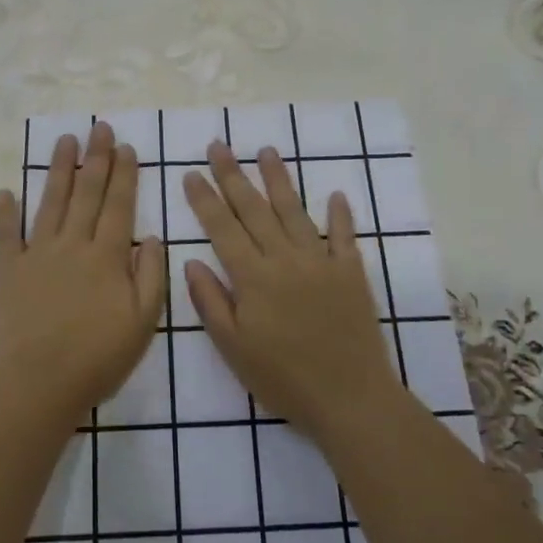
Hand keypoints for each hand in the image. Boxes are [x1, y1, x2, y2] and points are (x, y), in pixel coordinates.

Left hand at [0, 121, 166, 421]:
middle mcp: (72, 244)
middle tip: (99, 127)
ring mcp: (37, 254)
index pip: (119, 205)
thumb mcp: (144, 320)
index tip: (126, 147)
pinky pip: (6, 234)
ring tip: (65, 141)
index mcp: (107, 256)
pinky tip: (6, 191)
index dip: (124, 174)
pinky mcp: (8, 270)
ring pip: (51, 202)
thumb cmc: (99, 356)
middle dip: (96, 158)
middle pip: (86, 193)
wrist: (40, 382)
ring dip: (59, 170)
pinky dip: (5, 212)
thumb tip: (154, 237)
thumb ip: (151, 275)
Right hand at [182, 142, 405, 439]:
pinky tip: (336, 194)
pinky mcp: (351, 273)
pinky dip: (340, 214)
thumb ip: (211, 302)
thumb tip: (191, 261)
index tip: (192, 172)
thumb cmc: (283, 379)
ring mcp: (322, 262)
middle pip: (255, 209)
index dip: (205, 199)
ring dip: (279, 180)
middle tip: (219, 145)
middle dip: (234, 175)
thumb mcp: (233, 348)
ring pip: (295, 211)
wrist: (349, 397)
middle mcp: (286, 259)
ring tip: (266, 150)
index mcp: (253, 278)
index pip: (223, 228)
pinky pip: (344, 236)